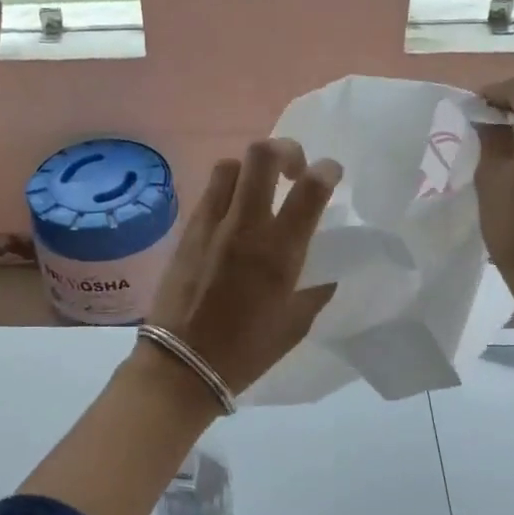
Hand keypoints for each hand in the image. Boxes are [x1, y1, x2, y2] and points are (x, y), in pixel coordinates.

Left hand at [145, 138, 342, 395]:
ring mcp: (210, 224)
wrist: (182, 364)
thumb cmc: (246, 350)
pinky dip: (228, 191)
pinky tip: (233, 217)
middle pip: (261, 155)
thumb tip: (327, 267)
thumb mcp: (296, 323)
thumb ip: (316, 287)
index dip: (327, 169)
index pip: (310, 188)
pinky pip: (209, 193)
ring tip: (260, 191)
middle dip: (286, 150)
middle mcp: (244, 226)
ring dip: (251, 169)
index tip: (331, 173)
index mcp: (279, 251)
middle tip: (294, 171)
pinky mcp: (186, 231)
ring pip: (230, 165)